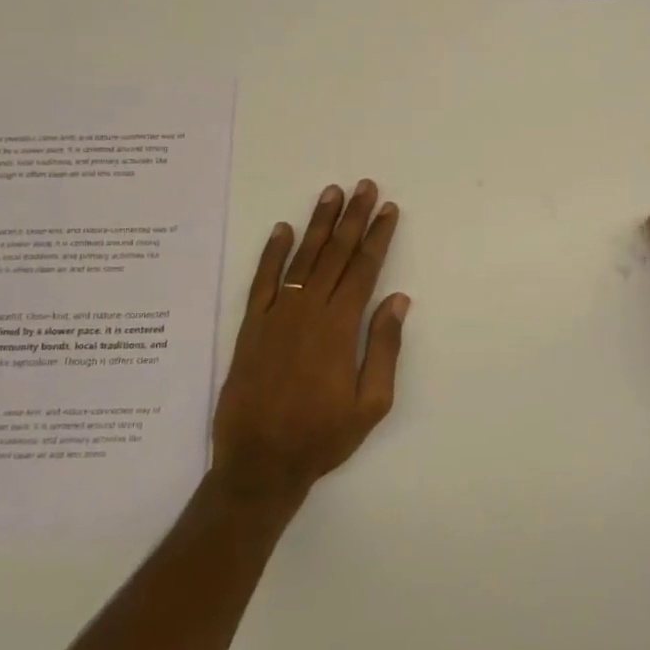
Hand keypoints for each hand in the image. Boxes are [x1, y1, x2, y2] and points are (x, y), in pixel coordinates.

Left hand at [211, 180, 408, 504]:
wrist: (260, 462)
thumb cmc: (323, 436)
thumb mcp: (371, 402)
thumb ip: (384, 347)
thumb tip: (398, 299)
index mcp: (340, 327)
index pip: (364, 269)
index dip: (378, 237)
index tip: (388, 209)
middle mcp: (308, 310)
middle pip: (335, 253)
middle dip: (353, 217)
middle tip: (365, 186)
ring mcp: (276, 315)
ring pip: (302, 258)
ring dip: (318, 224)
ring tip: (331, 193)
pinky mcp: (251, 326)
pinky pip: (262, 280)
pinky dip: (272, 253)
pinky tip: (282, 230)